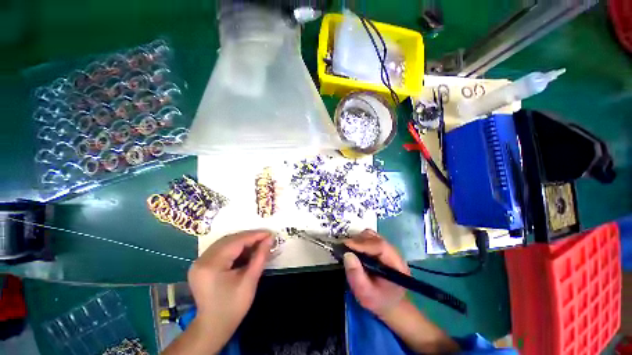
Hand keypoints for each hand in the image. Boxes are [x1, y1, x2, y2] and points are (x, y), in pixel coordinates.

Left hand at [188, 230, 272, 339]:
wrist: (214, 327)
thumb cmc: (233, 306)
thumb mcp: (250, 281)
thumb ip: (260, 256)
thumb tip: (270, 239)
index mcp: (211, 265)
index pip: (236, 242)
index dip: (254, 236)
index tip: (269, 233)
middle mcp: (201, 260)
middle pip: (229, 240)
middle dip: (249, 237)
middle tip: (265, 238)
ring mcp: (199, 262)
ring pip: (225, 242)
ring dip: (242, 241)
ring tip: (258, 243)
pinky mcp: (201, 265)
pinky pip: (221, 249)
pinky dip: (235, 248)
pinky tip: (246, 250)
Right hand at [343, 229, 409, 318]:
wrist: (389, 302)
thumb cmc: (378, 300)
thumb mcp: (365, 294)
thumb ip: (356, 276)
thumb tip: (347, 254)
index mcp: (396, 265)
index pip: (380, 246)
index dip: (362, 244)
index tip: (346, 245)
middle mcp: (393, 252)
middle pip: (375, 238)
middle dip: (358, 241)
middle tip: (343, 247)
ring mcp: (387, 248)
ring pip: (371, 235)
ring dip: (358, 239)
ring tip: (349, 249)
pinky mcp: (381, 247)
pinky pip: (369, 237)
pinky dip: (359, 240)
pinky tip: (354, 249)